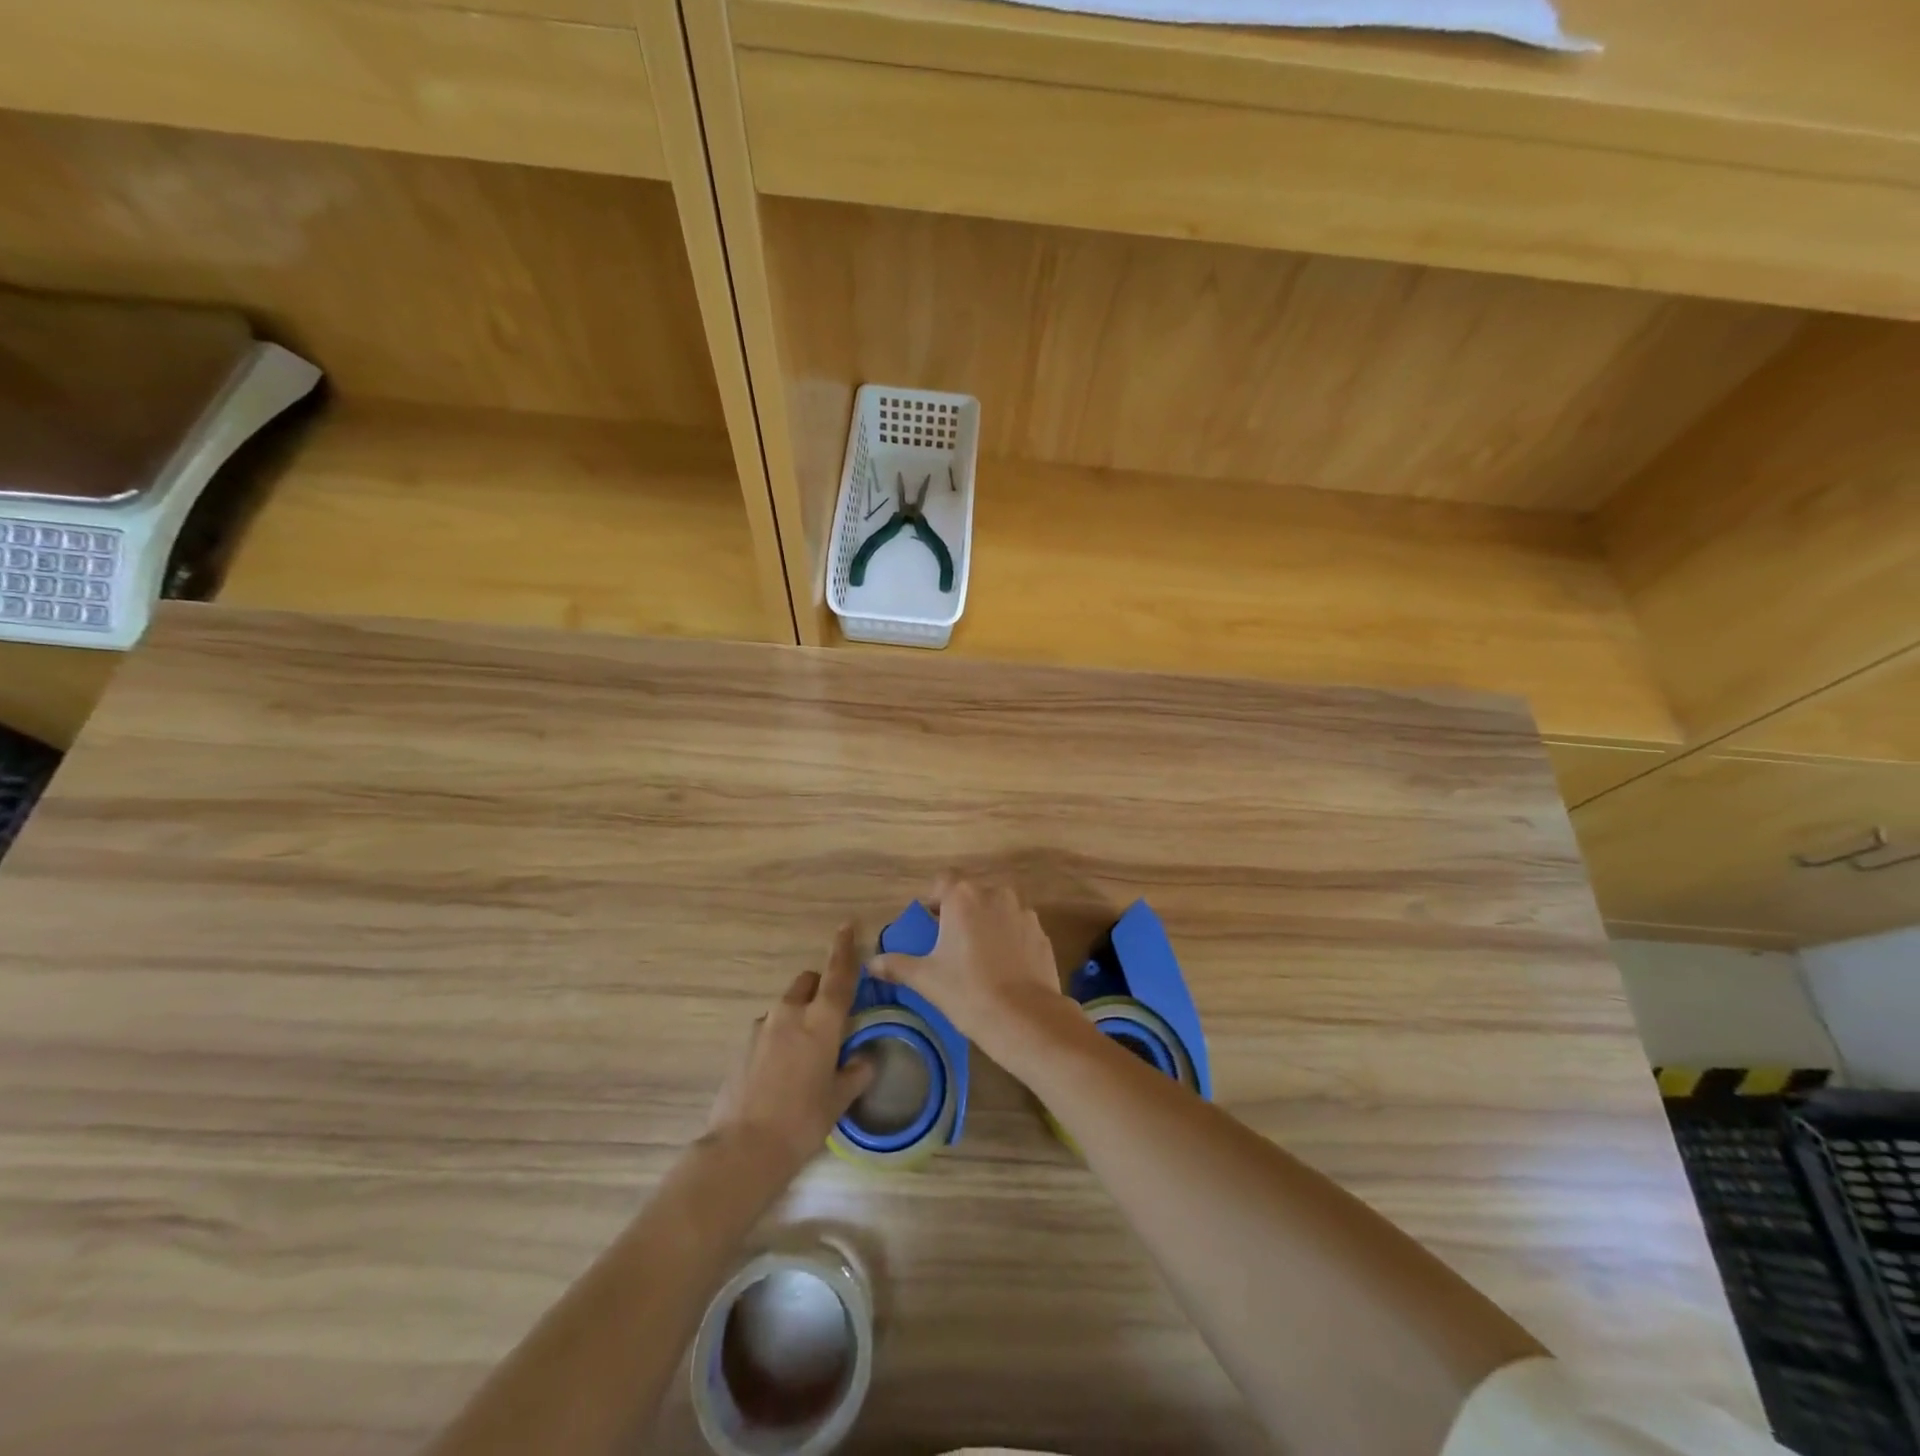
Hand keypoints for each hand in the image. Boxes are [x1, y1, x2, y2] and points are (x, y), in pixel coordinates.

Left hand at [707, 924, 875, 1176]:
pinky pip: (770, 1028)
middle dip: (821, 987)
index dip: (844, 949)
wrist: (744, 1148)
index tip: (847, 926)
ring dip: (800, 1013)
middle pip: (808, 982)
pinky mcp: (743, 1046)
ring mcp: (763, 1027)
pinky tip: (783, 1068)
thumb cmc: (803, 1121)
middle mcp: (791, 1013)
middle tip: (832, 1014)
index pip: (838, 975)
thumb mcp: (839, 1099)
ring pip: (787, 1004)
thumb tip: (866, 1058)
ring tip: (807, 1050)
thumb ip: (856, 1072)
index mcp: (822, 1021)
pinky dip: (780, 1035)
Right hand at [869, 873, 1067, 1053]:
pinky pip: (1018, 928)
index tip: (931, 924)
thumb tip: (871, 964)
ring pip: (998, 910)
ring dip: (987, 924)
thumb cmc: (968, 991)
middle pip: (972, 894)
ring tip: (980, 957)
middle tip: (952, 944)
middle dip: (961, 913)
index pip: (944, 880)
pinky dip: (1009, 939)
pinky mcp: (1042, 933)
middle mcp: (996, 894)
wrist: (1025, 1018)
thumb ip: (897, 965)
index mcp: (964, 897)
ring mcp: (1023, 912)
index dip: (935, 899)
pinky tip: (1004, 968)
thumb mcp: (926, 979)